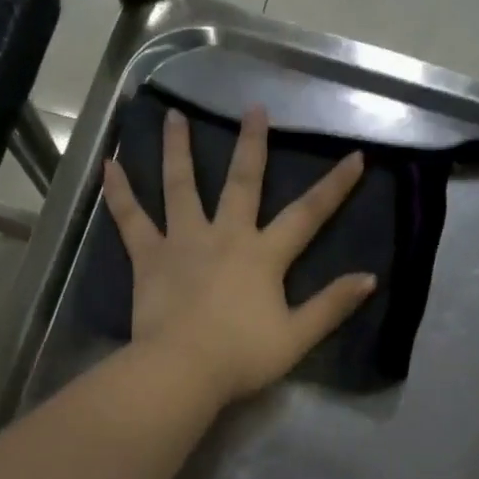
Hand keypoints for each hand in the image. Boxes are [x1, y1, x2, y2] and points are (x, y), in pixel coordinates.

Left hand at [101, 105, 375, 404]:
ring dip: (178, 149)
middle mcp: (225, 236)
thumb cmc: (242, 356)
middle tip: (254, 108)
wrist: (182, 369)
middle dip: (252, 144)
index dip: (334, 186)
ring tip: (174, 115)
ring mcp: (183, 242)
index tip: (355, 156)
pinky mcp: (148, 257)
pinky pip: (131, 219)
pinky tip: (109, 165)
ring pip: (180, 186)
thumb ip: (332, 306)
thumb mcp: (297, 337)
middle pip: (241, 182)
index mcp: (263, 255)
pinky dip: (119, 192)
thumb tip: (370, 278)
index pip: (307, 215)